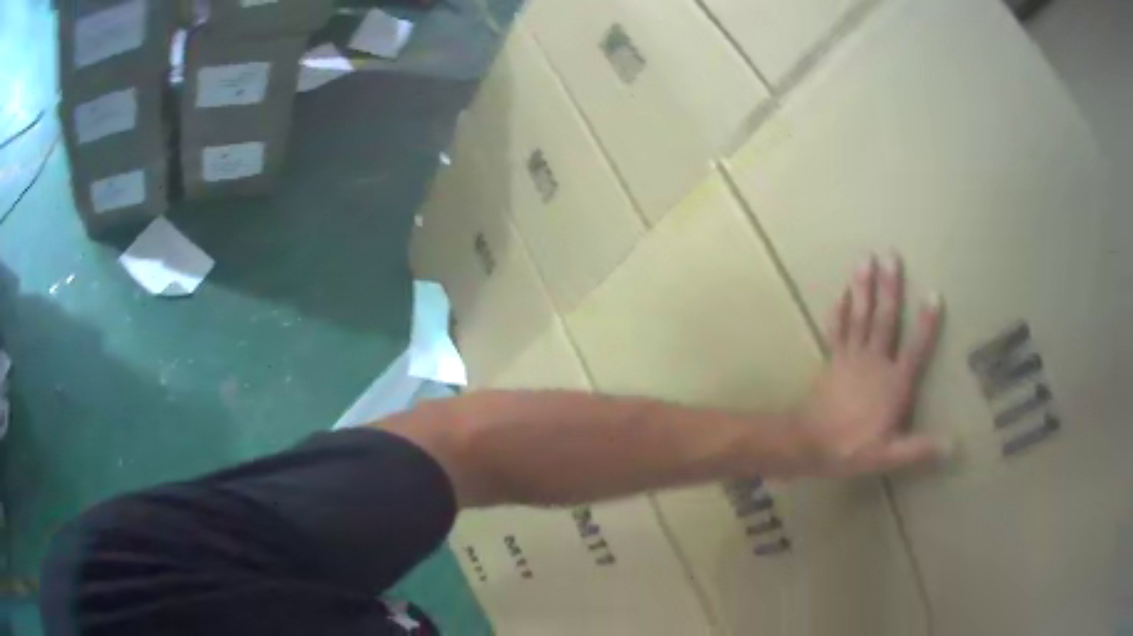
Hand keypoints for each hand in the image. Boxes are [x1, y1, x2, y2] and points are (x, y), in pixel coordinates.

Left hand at [793, 254, 947, 475]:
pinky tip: (841, 290)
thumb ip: (921, 448)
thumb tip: (954, 445)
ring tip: (866, 259)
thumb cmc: (852, 449)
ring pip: (861, 316)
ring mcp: (851, 357)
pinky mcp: (833, 359)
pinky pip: (837, 329)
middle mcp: (875, 362)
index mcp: (894, 383)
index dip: (927, 323)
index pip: (916, 349)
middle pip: (886, 319)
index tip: (934, 293)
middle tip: (891, 255)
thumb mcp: (890, 455)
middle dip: (890, 287)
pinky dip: (839, 309)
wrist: (809, 444)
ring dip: (864, 287)